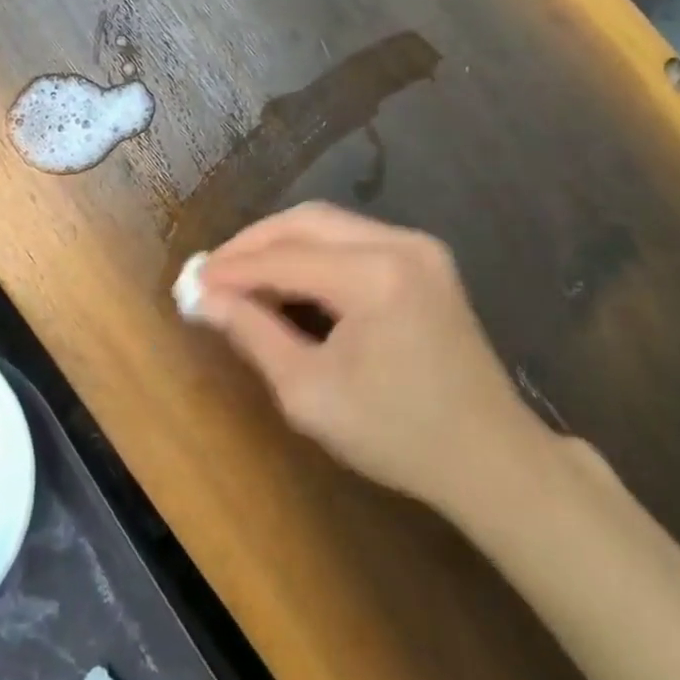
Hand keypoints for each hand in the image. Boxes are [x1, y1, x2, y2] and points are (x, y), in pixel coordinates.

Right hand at [192, 203, 555, 513]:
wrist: (491, 459)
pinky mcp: (426, 260)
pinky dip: (313, 252)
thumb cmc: (397, 436)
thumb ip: (252, 333)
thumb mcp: (309, 392)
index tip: (188, 283)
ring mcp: (419, 247)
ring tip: (240, 275)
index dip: (231, 269)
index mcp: (375, 275)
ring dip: (281, 244)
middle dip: (252, 244)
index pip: (283, 258)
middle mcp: (400, 243)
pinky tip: (289, 277)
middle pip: (305, 221)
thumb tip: (202, 298)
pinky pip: (354, 239)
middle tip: (211, 272)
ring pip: (329, 224)